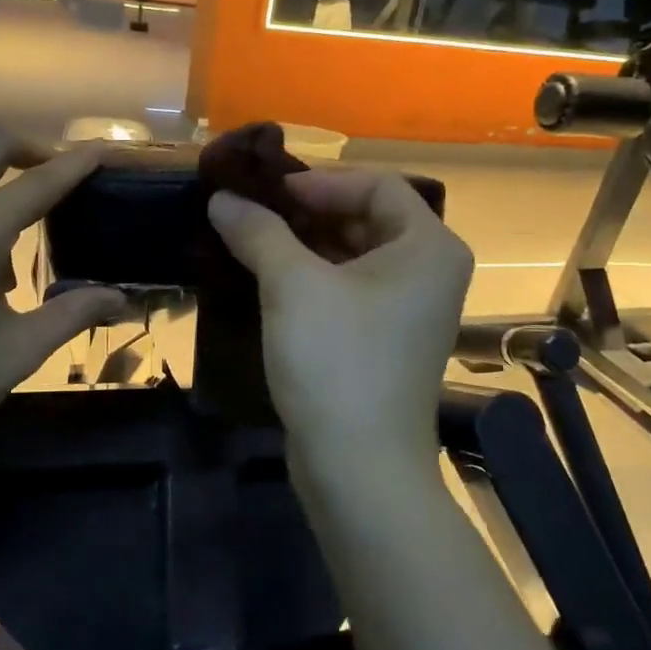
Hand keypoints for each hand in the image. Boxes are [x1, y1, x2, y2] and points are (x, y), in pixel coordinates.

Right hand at [208, 170, 473, 485]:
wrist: (358, 466)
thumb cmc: (336, 361)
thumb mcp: (292, 286)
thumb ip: (258, 232)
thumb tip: (221, 198)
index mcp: (428, 247)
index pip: (377, 186)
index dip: (319, 182)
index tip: (267, 193)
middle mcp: (429, 273)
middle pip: (367, 219)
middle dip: (307, 213)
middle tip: (251, 212)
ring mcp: (410, 311)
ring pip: (355, 257)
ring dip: (305, 246)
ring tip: (250, 242)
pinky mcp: (385, 341)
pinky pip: (350, 291)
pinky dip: (313, 279)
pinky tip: (268, 281)